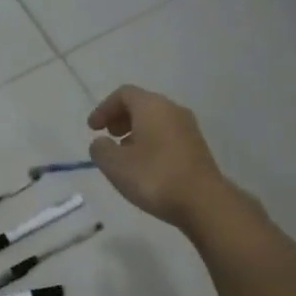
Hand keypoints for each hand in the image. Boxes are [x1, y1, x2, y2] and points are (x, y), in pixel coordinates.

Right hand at [86, 85, 232, 230]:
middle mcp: (173, 110)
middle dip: (120, 118)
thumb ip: (101, 150)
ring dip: (136, 132)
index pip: (124, 94)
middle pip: (142, 105)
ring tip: (123, 155)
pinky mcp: (196, 148)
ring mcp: (188, 129)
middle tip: (108, 137)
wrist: (203, 201)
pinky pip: (167, 136)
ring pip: (156, 121)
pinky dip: (151, 143)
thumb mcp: (115, 165)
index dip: (104, 108)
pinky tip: (144, 166)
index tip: (92, 129)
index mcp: (152, 106)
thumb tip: (101, 143)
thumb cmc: (154, 176)